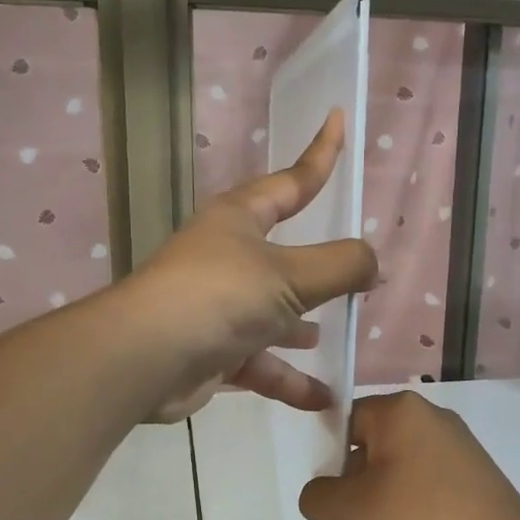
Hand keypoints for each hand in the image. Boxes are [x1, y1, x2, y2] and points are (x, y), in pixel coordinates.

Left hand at [127, 112, 377, 422]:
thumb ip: (341, 266)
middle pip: (283, 258)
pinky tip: (322, 399)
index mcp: (240, 220)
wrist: (146, 359)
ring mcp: (216, 306)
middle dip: (316, 270)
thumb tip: (373, 264)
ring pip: (270, 315)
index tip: (339, 120)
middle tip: (352, 276)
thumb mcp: (291, 275)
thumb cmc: (221, 296)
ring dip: (299, 329)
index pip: (291, 181)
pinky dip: (287, 379)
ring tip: (331, 338)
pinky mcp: (210, 351)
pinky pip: (258, 363)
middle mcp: (226, 258)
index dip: (321, 154)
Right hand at [298, 391, 519, 519]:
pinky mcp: (474, 494)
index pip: (345, 422)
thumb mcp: (348, 513)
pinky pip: (423, 504)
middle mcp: (433, 426)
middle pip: (369, 457)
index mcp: (402, 413)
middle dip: (349, 501)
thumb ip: (317, 496)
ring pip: (394, 486)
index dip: (327, 461)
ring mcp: (458, 461)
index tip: (325, 500)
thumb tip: (326, 496)